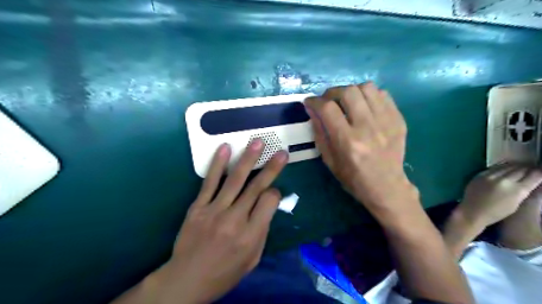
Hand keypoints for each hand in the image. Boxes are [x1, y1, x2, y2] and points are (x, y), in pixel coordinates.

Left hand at [157, 140, 287, 303]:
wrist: (187, 280)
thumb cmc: (225, 273)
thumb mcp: (253, 259)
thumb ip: (262, 231)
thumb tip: (268, 206)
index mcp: (251, 234)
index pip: (269, 202)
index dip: (275, 193)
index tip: (274, 192)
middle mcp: (235, 219)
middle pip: (256, 187)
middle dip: (271, 168)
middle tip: (281, 153)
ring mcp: (215, 210)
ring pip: (235, 180)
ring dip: (248, 159)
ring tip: (257, 142)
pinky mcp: (198, 206)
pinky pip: (210, 182)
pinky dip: (218, 164)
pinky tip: (225, 148)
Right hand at [304, 84, 415, 218]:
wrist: (386, 187)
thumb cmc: (353, 178)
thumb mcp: (329, 160)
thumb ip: (319, 132)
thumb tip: (312, 110)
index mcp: (347, 141)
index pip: (327, 108)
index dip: (314, 101)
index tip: (309, 102)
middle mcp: (367, 127)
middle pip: (348, 92)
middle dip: (332, 92)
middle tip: (328, 101)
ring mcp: (386, 122)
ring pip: (367, 88)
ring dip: (352, 91)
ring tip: (347, 101)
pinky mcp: (398, 120)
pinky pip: (383, 94)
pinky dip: (369, 95)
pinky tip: (364, 106)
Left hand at [456, 163, 541, 226]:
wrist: (472, 211)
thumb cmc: (496, 212)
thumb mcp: (517, 203)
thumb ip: (524, 191)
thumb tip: (532, 180)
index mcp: (517, 190)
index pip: (534, 176)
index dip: (540, 172)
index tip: (541, 171)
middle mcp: (504, 180)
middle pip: (521, 169)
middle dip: (529, 168)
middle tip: (532, 168)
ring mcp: (490, 176)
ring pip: (508, 166)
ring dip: (516, 166)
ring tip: (521, 167)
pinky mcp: (480, 174)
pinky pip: (495, 167)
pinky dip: (503, 166)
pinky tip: (507, 167)